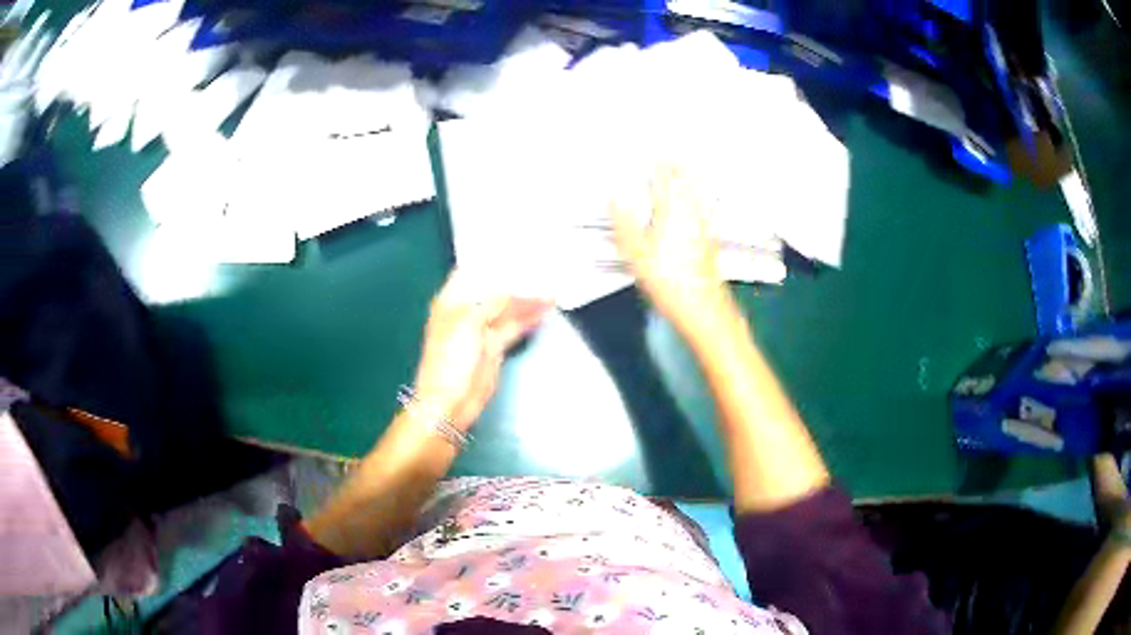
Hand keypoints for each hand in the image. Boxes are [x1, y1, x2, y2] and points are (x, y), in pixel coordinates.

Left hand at [413, 271, 551, 431]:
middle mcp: (466, 310)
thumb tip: (518, 291)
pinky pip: (514, 326)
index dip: (492, 260)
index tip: (516, 248)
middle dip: (515, 279)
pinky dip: (529, 317)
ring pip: (507, 308)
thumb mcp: (469, 322)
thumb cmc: (450, 358)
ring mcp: (482, 329)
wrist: (450, 401)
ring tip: (551, 287)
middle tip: (542, 264)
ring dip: (527, 299)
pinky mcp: (495, 346)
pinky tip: (545, 309)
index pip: (472, 272)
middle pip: (493, 289)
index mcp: (451, 300)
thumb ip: (494, 302)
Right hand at [611, 166, 730, 332]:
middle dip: (679, 167)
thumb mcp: (636, 255)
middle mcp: (691, 217)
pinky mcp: (711, 243)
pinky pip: (705, 212)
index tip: (658, 150)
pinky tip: (700, 205)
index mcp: (671, 215)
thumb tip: (612, 198)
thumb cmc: (668, 283)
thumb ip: (624, 223)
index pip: (665, 181)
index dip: (661, 164)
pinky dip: (700, 200)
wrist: (703, 310)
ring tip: (688, 170)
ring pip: (698, 197)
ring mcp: (704, 229)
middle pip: (686, 184)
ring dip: (692, 181)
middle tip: (674, 154)